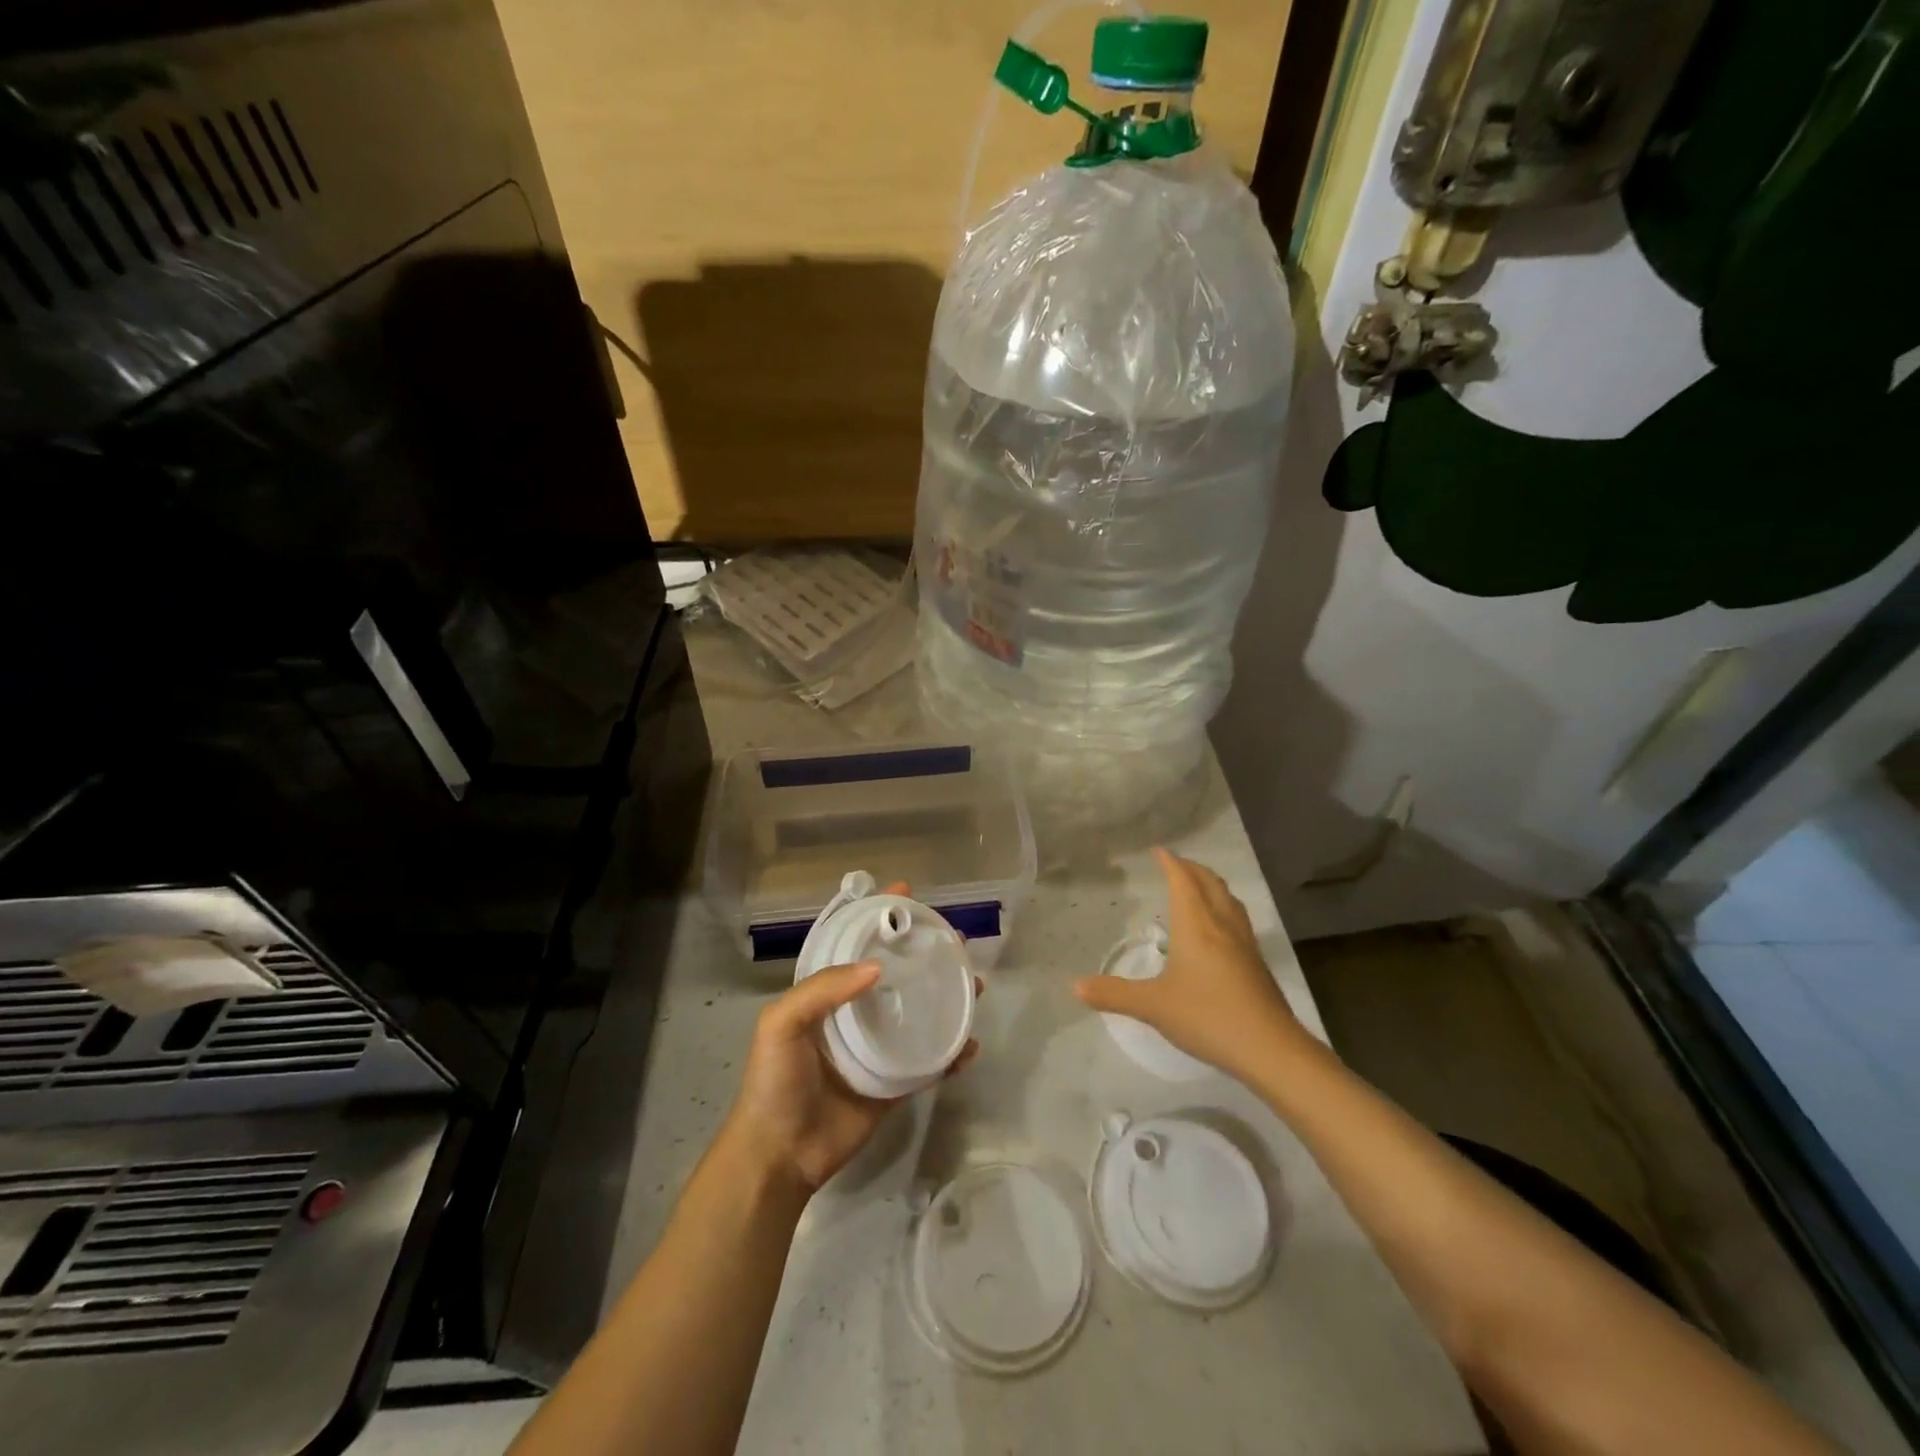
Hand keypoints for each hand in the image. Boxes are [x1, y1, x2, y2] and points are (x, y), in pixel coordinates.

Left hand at [725, 882, 979, 1192]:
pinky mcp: (895, 1085)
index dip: (878, 917)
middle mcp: (856, 1014)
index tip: (906, 893)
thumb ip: (822, 990)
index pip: (856, 944)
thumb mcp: (781, 1024)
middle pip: (897, 973)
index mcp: (828, 994)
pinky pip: (929, 1063)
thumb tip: (876, 968)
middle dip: (924, 952)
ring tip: (975, 982)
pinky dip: (952, 1053)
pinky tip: (971, 1044)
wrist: (780, 1154)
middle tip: (955, 938)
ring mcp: (878, 1050)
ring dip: (947, 996)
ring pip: (920, 1012)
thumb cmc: (775, 1082)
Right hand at [1073, 848, 1307, 1081]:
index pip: (1183, 881)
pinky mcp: (1257, 963)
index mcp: (1196, 925)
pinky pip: (1238, 919)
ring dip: (1211, 885)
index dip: (1170, 863)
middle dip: (1192, 869)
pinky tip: (1219, 929)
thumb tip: (1075, 986)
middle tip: (1175, 864)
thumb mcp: (1153, 1006)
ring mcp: (1244, 943)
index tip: (1159, 851)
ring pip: (1228, 900)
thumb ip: (1114, 994)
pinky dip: (1224, 908)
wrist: (1270, 1048)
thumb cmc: (1207, 1016)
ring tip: (1198, 886)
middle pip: (1209, 883)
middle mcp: (1222, 925)